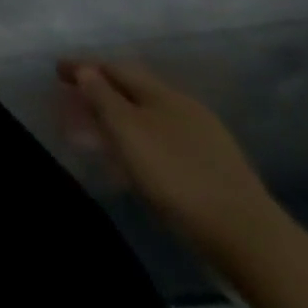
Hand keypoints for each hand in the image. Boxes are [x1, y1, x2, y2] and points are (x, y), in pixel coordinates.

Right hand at [58, 58, 280, 264]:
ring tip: (100, 130)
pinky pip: (166, 139)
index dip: (83, 67)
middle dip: (102, 91)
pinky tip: (138, 157)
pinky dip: (142, 138)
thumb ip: (102, 96)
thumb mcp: (128, 132)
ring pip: (151, 115)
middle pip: (134, 89)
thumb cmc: (177, 177)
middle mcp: (185, 106)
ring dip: (121, 116)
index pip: (114, 67)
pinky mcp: (217, 169)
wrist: (252, 240)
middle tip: (74, 100)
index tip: (56, 71)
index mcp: (163, 92)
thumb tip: (86, 70)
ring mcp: (207, 138)